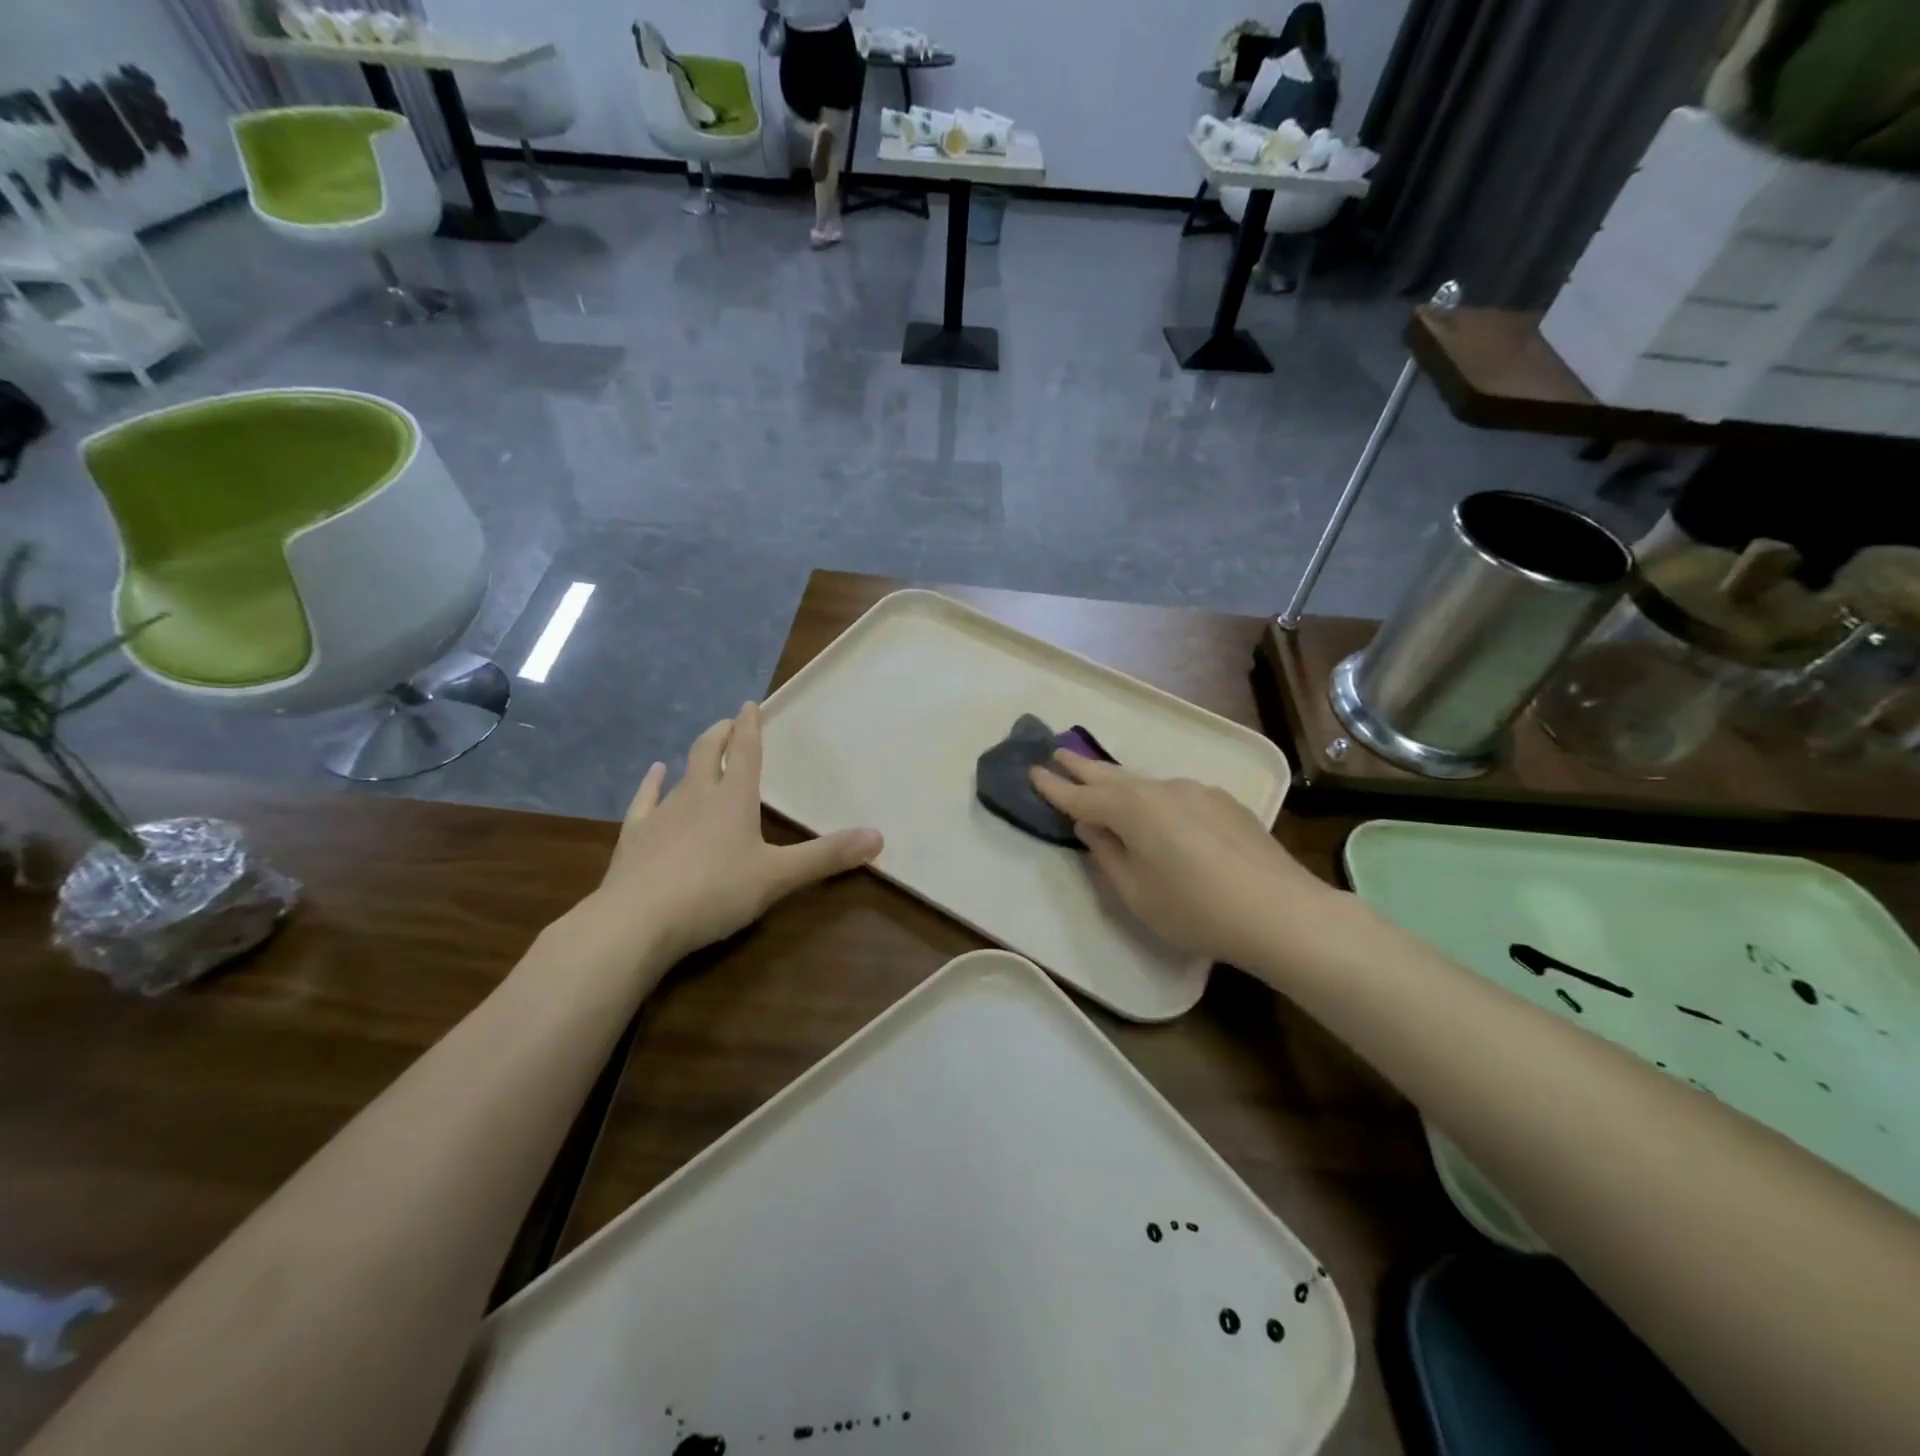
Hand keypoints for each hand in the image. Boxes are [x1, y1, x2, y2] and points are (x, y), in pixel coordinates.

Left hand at [585, 703, 881, 964]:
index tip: (750, 704)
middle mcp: (696, 796)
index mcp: (733, 799)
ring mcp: (661, 815)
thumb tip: (878, 837)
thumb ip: (826, 856)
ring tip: (700, 750)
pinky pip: (645, 800)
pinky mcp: (635, 837)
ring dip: (692, 759)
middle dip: (720, 735)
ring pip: (680, 776)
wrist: (637, 921)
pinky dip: (652, 783)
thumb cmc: (715, 892)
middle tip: (728, 722)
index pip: (744, 752)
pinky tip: (654, 774)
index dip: (749, 727)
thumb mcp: (778, 876)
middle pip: (708, 753)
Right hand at [1030, 753, 1327, 969]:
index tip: (1033, 771)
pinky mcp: (1224, 803)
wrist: (1280, 911)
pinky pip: (1175, 794)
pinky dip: (1154, 797)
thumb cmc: (1195, 909)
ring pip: (1145, 783)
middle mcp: (1161, 790)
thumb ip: (1107, 855)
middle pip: (1112, 776)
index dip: (1055, 788)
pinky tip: (1158, 810)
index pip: (1082, 797)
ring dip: (1118, 780)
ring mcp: (1197, 792)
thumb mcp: (1136, 893)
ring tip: (1100, 777)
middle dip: (1083, 767)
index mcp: (1132, 810)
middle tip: (1058, 752)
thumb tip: (1091, 828)